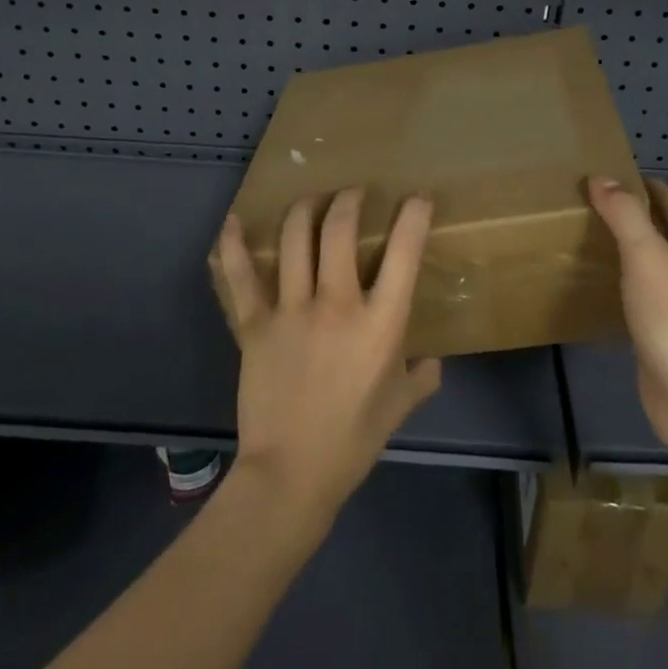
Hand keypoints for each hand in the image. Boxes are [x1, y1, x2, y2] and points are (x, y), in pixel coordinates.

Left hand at [215, 189, 442, 525]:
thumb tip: (433, 362)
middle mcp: (337, 304)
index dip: (414, 215)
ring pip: (296, 239)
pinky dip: (234, 245)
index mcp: (380, 323)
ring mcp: (291, 310)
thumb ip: (421, 377)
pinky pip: (241, 276)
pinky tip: (234, 222)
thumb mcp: (399, 407)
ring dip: (305, 209)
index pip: (404, 253)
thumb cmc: (353, 441)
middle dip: (349, 200)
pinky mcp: (254, 324)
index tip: (417, 198)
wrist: (290, 474)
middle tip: (354, 194)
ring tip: (312, 200)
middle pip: (340, 230)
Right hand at [587, 176, 667, 462]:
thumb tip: (601, 178)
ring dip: (621, 252)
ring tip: (578, 238)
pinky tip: (591, 286)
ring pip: (649, 267)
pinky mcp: (666, 337)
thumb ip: (624, 215)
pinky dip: (618, 287)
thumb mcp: (648, 257)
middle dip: (626, 218)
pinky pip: (639, 299)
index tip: (600, 174)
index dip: (638, 185)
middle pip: (660, 233)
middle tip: (580, 204)